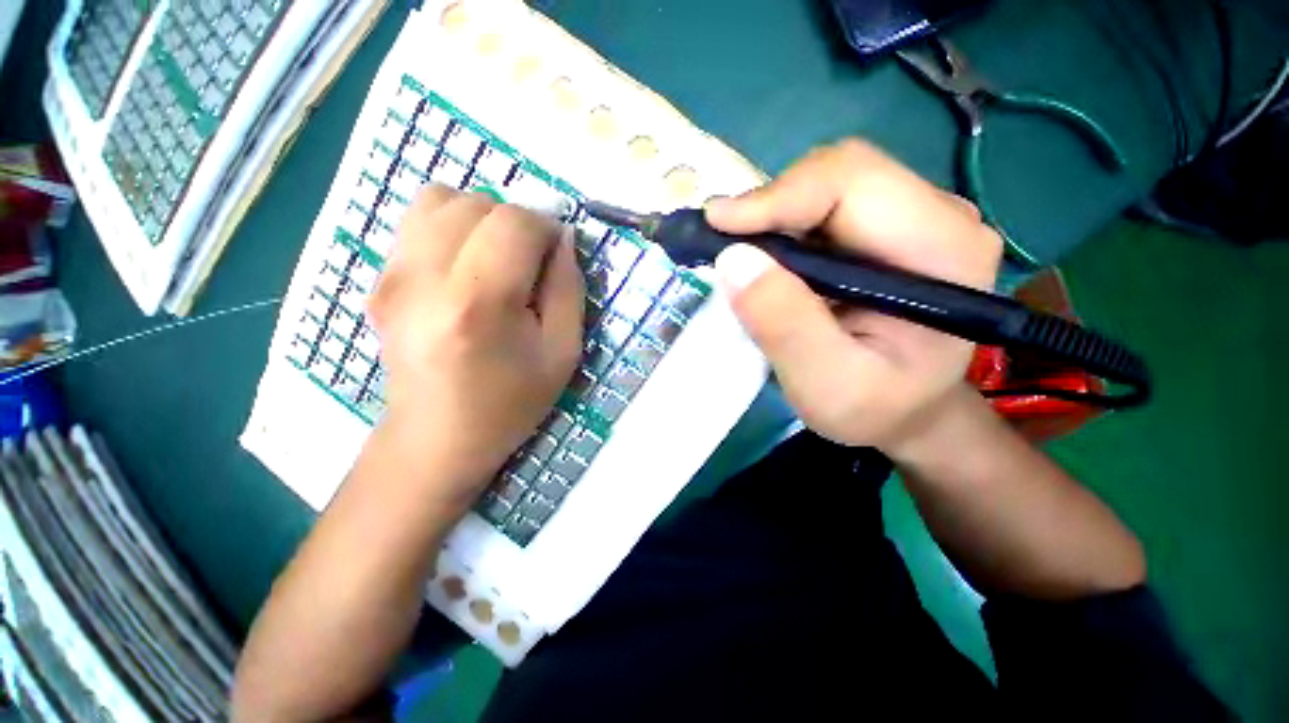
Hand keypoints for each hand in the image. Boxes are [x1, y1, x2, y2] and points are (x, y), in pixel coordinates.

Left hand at [367, 185, 583, 509]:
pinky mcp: (378, 279)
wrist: (436, 438)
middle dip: (515, 222)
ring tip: (495, 258)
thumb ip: (568, 288)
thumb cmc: (510, 402)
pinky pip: (416, 221)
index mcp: (478, 304)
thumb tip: (561, 237)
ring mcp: (391, 275)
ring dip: (481, 218)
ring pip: (440, 198)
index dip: (545, 228)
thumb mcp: (562, 352)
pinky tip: (464, 266)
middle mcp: (424, 278)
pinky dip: (450, 227)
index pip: (513, 222)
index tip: (555, 257)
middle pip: (476, 203)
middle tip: (529, 264)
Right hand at [706, 140, 1002, 458]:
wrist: (907, 413)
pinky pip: (822, 208)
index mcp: (942, 249)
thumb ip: (785, 325)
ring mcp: (913, 217)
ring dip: (772, 216)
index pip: (853, 182)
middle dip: (770, 205)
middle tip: (722, 243)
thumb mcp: (826, 384)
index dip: (778, 196)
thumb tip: (733, 259)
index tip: (717, 225)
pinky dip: (781, 228)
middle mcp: (938, 216)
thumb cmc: (875, 407)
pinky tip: (765, 259)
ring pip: (825, 185)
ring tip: (740, 255)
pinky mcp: (885, 230)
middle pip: (838, 173)